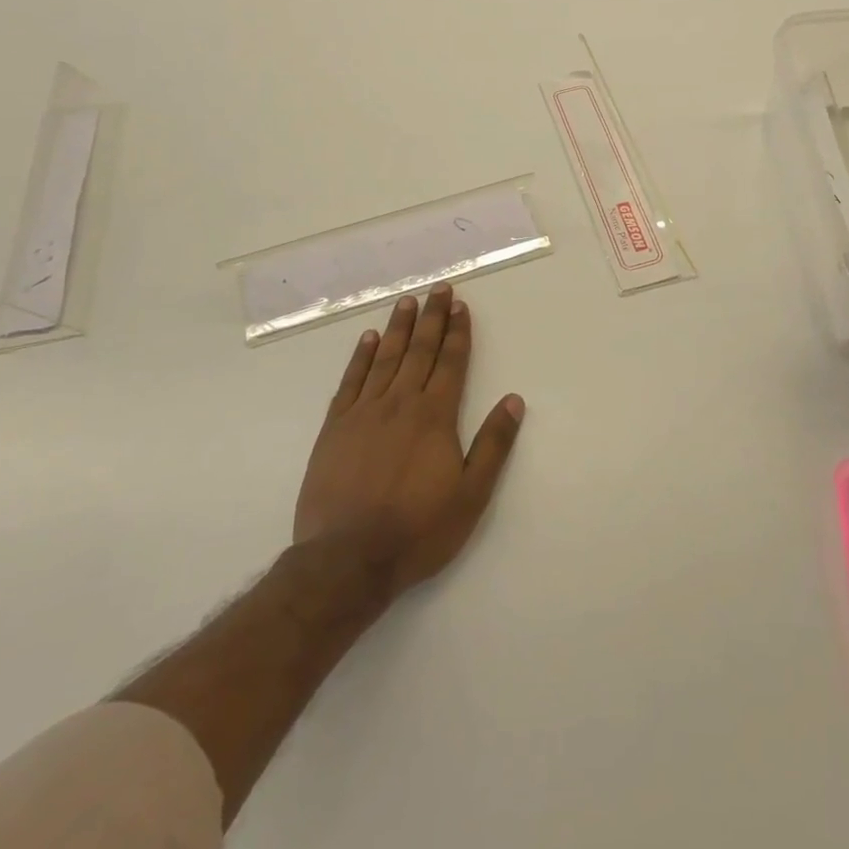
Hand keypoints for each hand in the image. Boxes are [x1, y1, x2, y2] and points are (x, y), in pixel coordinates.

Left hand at [293, 284, 524, 598]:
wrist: (346, 559)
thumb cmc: (416, 530)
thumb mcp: (471, 495)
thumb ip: (493, 445)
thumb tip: (513, 400)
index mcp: (435, 416)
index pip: (451, 363)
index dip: (457, 332)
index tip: (460, 305)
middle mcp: (400, 403)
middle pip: (419, 350)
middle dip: (431, 318)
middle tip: (437, 289)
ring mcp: (364, 412)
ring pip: (385, 358)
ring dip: (398, 328)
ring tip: (406, 301)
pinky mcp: (334, 427)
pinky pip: (350, 381)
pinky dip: (360, 357)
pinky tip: (367, 339)